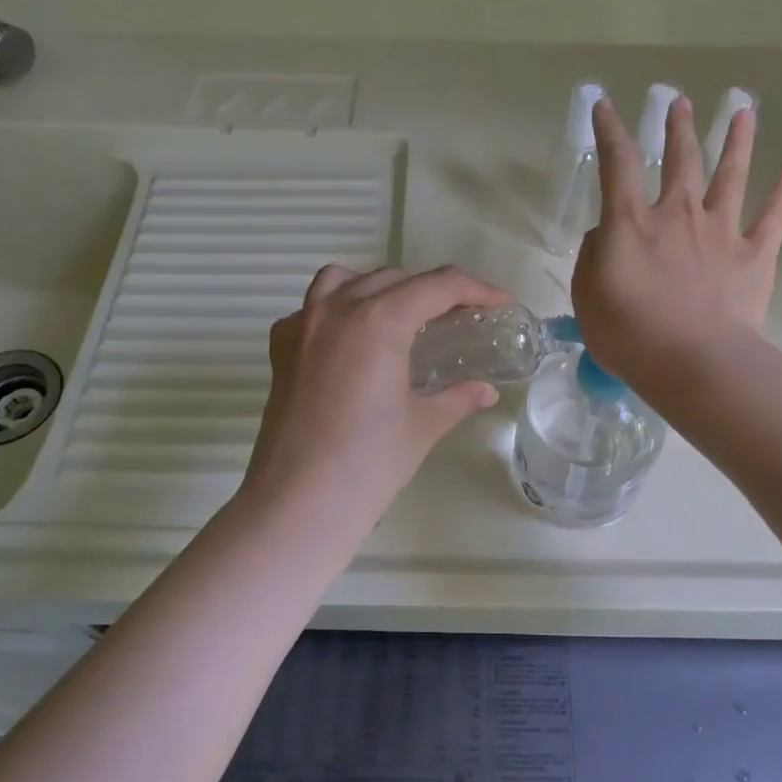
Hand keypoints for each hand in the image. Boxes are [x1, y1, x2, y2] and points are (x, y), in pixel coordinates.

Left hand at [242, 265, 509, 528]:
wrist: (300, 502)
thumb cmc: (369, 463)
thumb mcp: (422, 426)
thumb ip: (457, 398)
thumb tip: (485, 392)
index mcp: (378, 321)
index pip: (437, 286)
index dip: (476, 289)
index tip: (500, 303)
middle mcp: (336, 310)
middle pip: (393, 279)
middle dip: (431, 291)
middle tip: (457, 319)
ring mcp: (301, 327)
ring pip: (343, 280)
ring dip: (378, 288)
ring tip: (400, 317)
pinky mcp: (281, 351)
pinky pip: (310, 309)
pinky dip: (336, 310)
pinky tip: (352, 343)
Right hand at [572, 94, 781, 388]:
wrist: (693, 362)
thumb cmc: (629, 334)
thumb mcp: (587, 296)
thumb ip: (591, 257)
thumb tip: (603, 234)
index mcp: (631, 223)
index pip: (617, 163)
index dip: (609, 131)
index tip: (605, 105)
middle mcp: (678, 213)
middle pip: (680, 159)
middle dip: (678, 127)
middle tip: (679, 102)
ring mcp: (721, 230)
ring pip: (731, 173)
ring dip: (737, 139)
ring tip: (743, 110)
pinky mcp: (755, 253)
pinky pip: (777, 212)